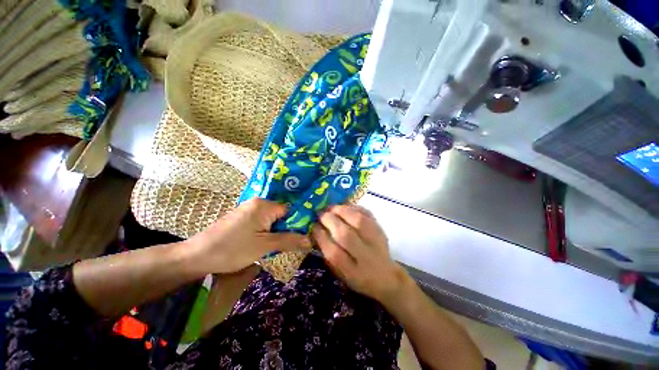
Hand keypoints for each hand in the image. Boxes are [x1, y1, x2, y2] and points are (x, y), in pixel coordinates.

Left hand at [187, 198, 311, 273]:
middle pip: (282, 215)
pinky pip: (263, 222)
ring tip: (279, 246)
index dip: (298, 223)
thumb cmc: (232, 249)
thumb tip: (311, 240)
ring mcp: (249, 210)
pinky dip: (268, 232)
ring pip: (273, 220)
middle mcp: (258, 203)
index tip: (305, 237)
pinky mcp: (243, 218)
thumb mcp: (264, 246)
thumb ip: (289, 241)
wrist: (196, 256)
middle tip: (293, 244)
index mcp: (264, 205)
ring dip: (278, 232)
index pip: (291, 210)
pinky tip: (266, 243)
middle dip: (288, 229)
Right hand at [312, 205, 406, 302]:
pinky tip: (345, 207)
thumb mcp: (341, 273)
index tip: (313, 226)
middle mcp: (366, 257)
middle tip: (320, 214)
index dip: (321, 236)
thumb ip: (329, 254)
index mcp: (352, 272)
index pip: (333, 253)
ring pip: (358, 221)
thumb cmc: (358, 276)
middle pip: (345, 235)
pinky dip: (355, 208)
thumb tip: (317, 231)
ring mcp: (376, 241)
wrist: (386, 276)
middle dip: (329, 221)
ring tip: (331, 208)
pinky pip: (367, 214)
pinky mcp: (381, 229)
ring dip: (342, 211)